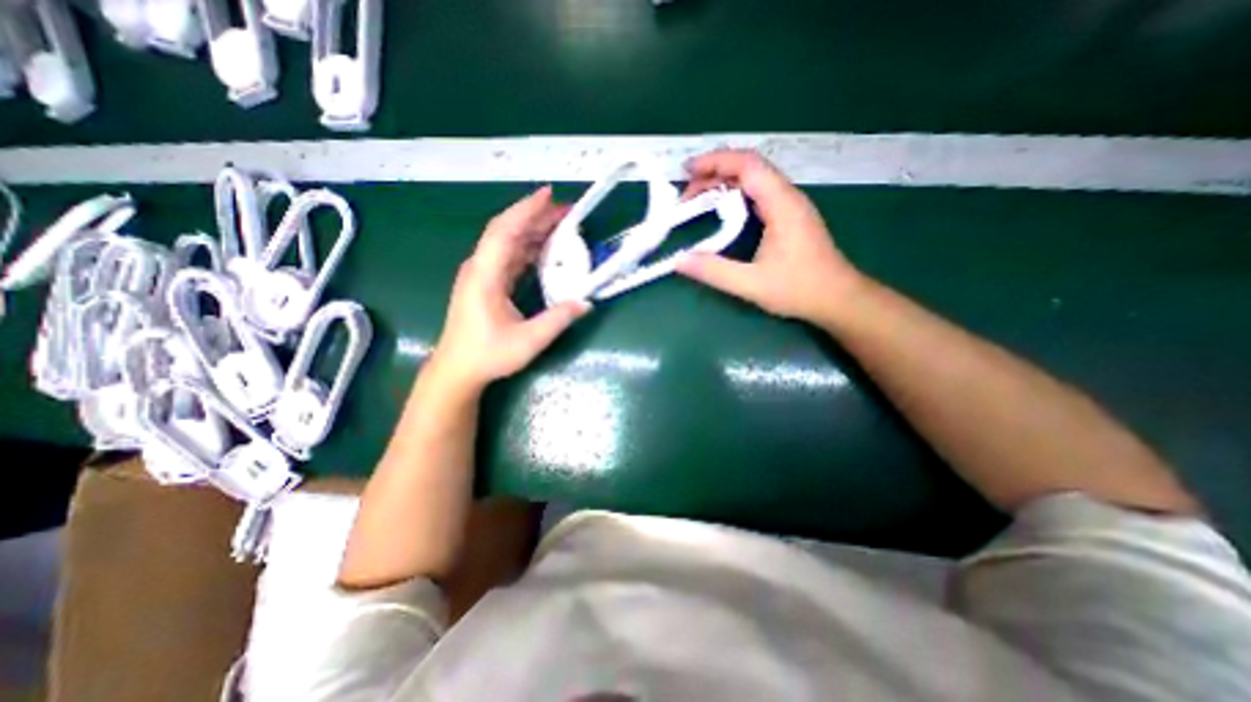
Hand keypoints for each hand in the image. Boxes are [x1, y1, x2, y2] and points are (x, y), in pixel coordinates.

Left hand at [428, 188, 589, 393]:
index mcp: (485, 275)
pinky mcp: (487, 283)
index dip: (526, 210)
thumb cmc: (488, 355)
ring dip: (533, 231)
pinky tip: (545, 248)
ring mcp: (482, 274)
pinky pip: (509, 257)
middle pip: (507, 231)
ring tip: (561, 225)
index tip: (549, 195)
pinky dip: (528, 248)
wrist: (457, 370)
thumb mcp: (528, 341)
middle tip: (566, 211)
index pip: (505, 232)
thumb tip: (586, 302)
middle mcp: (481, 268)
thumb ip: (557, 320)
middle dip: (536, 216)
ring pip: (509, 243)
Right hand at [681, 148, 867, 322]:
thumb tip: (678, 260)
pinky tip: (722, 211)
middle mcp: (787, 196)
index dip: (715, 161)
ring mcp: (790, 205)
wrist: (838, 298)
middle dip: (713, 174)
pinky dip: (734, 195)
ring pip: (753, 180)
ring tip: (697, 200)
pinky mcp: (789, 216)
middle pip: (748, 168)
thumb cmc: (799, 289)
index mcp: (782, 204)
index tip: (686, 171)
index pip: (747, 165)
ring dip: (723, 184)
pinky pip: (758, 193)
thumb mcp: (751, 284)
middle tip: (685, 196)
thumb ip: (714, 271)